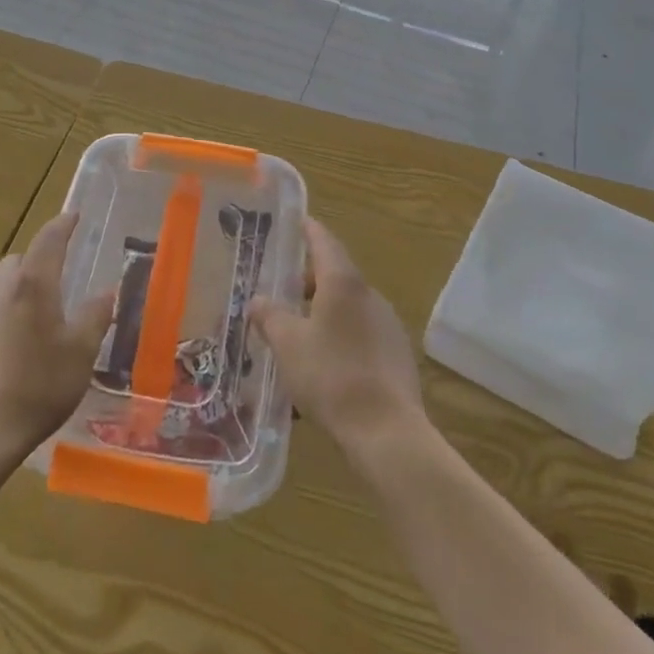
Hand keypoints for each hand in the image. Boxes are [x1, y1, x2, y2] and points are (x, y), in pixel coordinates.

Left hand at [0, 211, 114, 470]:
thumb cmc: (39, 386)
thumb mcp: (81, 352)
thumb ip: (95, 316)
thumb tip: (106, 291)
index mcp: (32, 284)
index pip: (48, 240)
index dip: (63, 224)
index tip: (74, 216)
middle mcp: (0, 291)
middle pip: (18, 260)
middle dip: (37, 260)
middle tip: (58, 279)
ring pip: (0, 288)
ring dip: (18, 290)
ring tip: (38, 318)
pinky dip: (3, 317)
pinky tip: (13, 349)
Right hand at [250, 219, 424, 457]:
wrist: (387, 432)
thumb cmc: (331, 376)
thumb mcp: (288, 345)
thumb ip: (270, 317)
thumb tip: (257, 301)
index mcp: (343, 282)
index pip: (324, 241)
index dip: (308, 230)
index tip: (296, 221)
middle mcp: (370, 295)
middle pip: (336, 275)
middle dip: (309, 281)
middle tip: (282, 293)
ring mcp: (388, 325)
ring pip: (349, 307)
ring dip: (324, 312)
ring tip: (298, 335)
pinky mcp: (397, 355)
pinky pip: (361, 334)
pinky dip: (340, 337)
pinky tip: (325, 366)